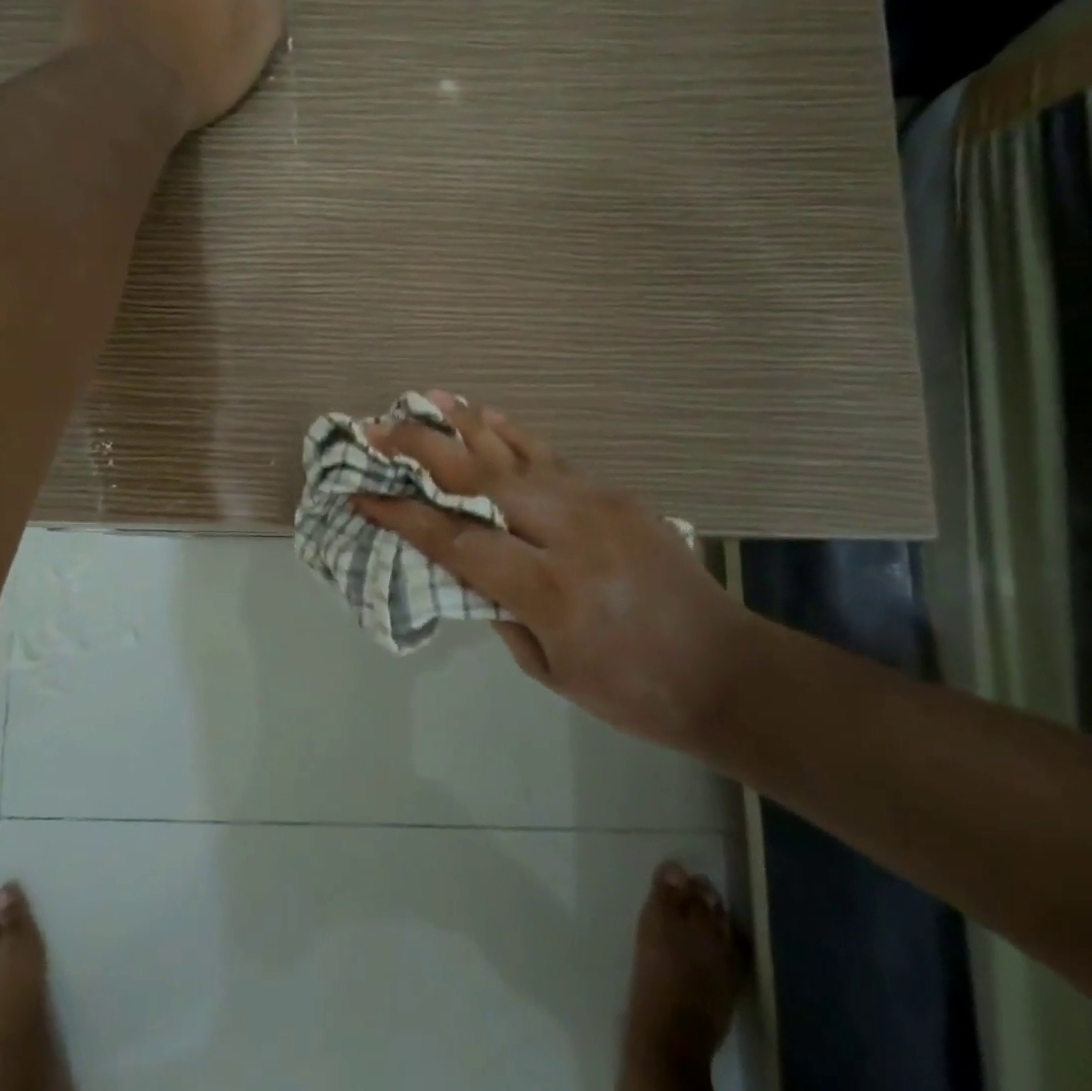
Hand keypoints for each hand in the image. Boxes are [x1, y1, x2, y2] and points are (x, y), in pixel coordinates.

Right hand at [354, 393, 753, 749]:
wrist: (727, 671)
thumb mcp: (549, 668)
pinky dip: (515, 436)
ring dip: (467, 426)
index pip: (457, 542)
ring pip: (517, 456)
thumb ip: (501, 609)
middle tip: (378, 429)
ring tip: (427, 400)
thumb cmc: (632, 689)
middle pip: (480, 480)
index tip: (364, 495)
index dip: (404, 516)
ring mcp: (598, 506)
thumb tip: (467, 566)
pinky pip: (553, 458)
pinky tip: (489, 416)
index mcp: (548, 590)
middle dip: (422, 449)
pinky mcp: (618, 496)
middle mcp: (569, 534)